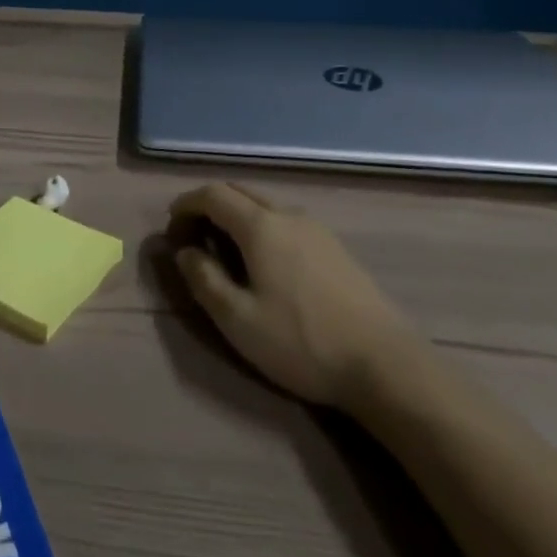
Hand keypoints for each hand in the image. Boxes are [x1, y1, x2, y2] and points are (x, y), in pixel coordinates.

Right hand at [170, 182, 414, 408]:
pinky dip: (261, 228)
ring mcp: (316, 229)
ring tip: (225, 252)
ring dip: (236, 217)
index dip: (185, 205)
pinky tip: (265, 264)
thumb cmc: (302, 342)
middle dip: (209, 206)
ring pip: (264, 206)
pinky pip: (285, 222)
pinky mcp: (335, 248)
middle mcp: (287, 214)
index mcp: (260, 225)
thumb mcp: (238, 320)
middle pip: (238, 192)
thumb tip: (184, 252)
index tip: (170, 229)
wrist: (385, 365)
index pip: (212, 194)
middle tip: (193, 238)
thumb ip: (204, 280)